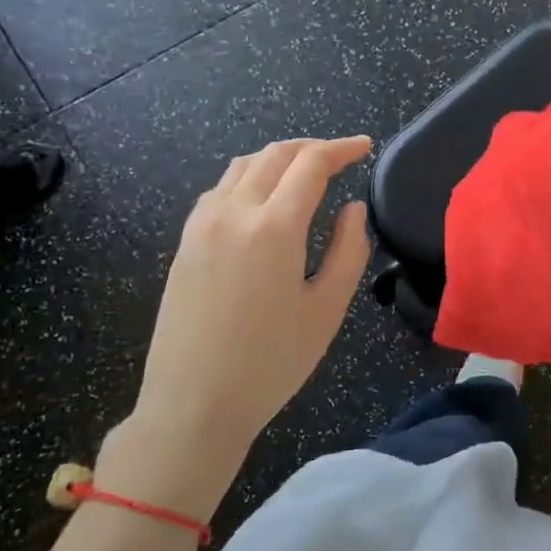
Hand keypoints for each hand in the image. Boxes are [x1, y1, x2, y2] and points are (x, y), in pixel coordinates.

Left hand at [96, 137, 372, 519]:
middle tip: (340, 157)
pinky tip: (262, 201)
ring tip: (304, 172)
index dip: (341, 149)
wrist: (193, 403)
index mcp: (274, 228)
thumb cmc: (270, 364)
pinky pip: (219, 190)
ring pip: (242, 166)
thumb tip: (352, 208)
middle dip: (311, 147)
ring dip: (277, 158)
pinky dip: (248, 178)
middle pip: (274, 154)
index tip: (365, 147)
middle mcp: (233, 213)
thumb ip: (348, 251)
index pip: (311, 164)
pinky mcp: (185, 242)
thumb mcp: (326, 311)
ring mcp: (201, 225)